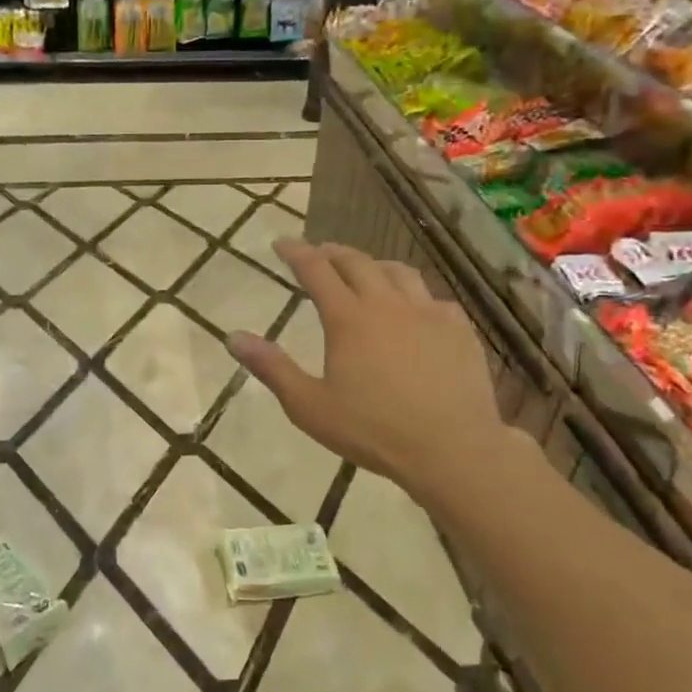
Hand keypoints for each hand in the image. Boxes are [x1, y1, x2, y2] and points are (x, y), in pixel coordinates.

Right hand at [226, 241, 498, 500]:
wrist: (451, 447)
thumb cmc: (372, 430)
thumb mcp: (309, 406)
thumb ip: (272, 368)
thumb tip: (233, 337)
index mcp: (348, 318)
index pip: (316, 269)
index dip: (296, 252)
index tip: (281, 243)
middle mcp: (387, 303)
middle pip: (356, 262)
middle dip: (332, 253)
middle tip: (318, 254)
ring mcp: (428, 312)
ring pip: (398, 272)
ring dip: (373, 266)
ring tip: (364, 272)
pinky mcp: (458, 328)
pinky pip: (432, 297)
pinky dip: (412, 294)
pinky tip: (413, 310)